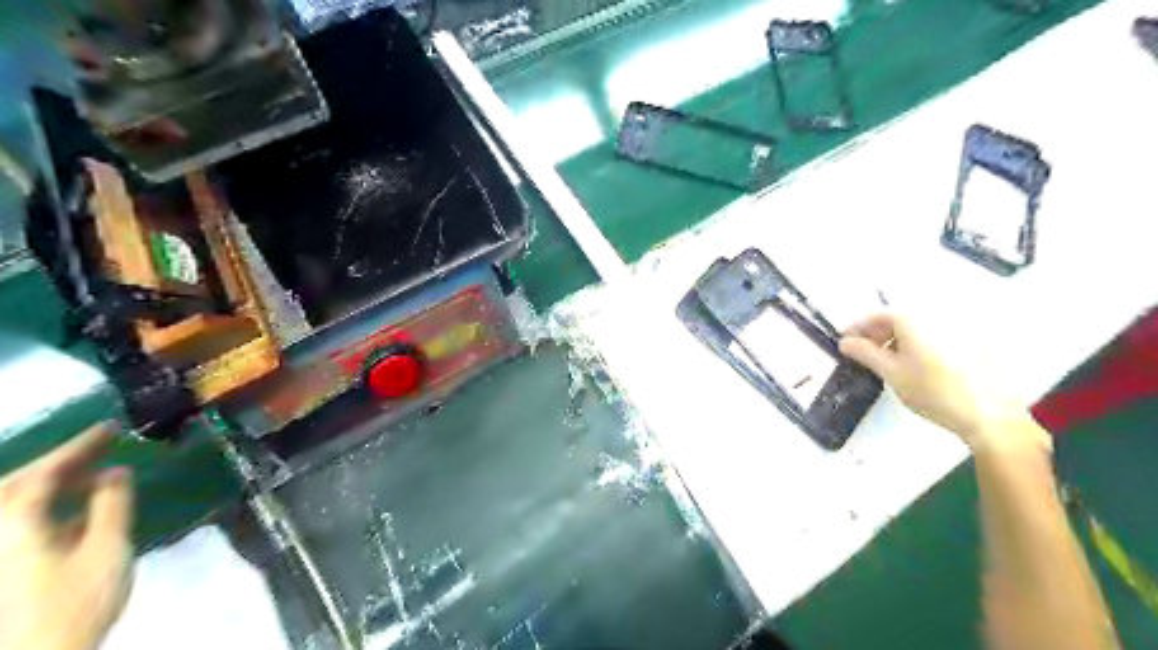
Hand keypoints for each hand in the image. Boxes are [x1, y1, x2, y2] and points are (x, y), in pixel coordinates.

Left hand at [0, 420, 133, 648]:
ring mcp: (0, 551)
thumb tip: (116, 472)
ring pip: (15, 506)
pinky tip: (77, 510)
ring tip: (94, 473)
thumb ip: (111, 505)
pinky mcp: (6, 568)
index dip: (79, 447)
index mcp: (14, 523)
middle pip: (18, 486)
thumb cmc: (75, 601)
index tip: (112, 427)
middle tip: (102, 445)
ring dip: (53, 484)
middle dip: (61, 462)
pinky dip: (47, 508)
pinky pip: (19, 524)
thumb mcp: (106, 548)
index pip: (43, 472)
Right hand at [843, 312, 1030, 445]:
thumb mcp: (890, 373)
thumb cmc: (932, 391)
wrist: (988, 413)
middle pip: (899, 319)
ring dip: (897, 340)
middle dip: (877, 334)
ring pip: (918, 328)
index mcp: (914, 320)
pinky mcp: (973, 343)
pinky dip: (918, 344)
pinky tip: (915, 365)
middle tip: (864, 353)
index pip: (877, 316)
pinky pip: (935, 336)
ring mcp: (957, 329)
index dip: (857, 328)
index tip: (845, 342)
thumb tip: (845, 342)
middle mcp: (936, 317)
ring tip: (888, 362)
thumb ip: (864, 353)